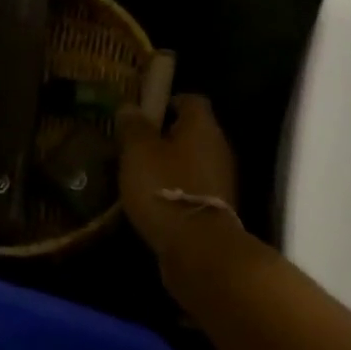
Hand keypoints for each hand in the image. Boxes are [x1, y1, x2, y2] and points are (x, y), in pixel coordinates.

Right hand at [115, 94, 240, 260]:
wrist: (199, 250)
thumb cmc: (166, 189)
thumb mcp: (139, 152)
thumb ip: (134, 127)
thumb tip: (129, 106)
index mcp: (203, 126)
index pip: (191, 99)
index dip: (167, 101)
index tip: (143, 112)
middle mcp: (218, 147)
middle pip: (192, 131)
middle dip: (164, 135)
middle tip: (134, 145)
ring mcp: (221, 179)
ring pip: (191, 160)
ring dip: (169, 165)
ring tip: (138, 174)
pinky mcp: (216, 207)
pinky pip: (192, 187)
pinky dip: (175, 189)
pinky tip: (151, 201)